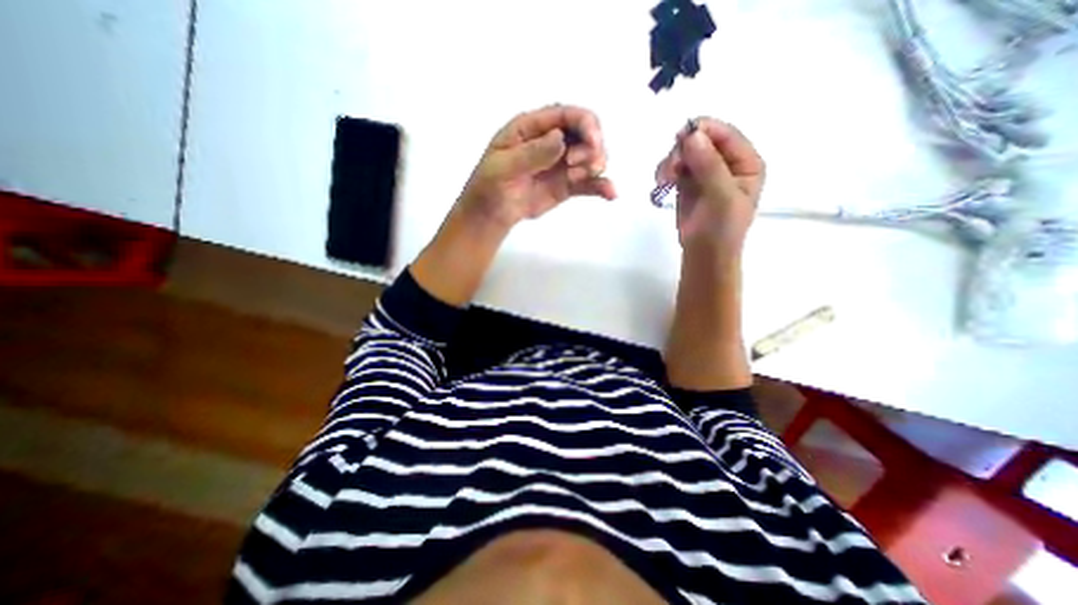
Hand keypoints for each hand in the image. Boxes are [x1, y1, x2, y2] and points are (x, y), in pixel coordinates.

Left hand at [456, 105, 618, 231]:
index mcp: (534, 127)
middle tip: (578, 166)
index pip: (567, 115)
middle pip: (587, 133)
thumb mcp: (503, 166)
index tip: (592, 142)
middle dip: (591, 146)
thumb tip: (560, 139)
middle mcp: (553, 141)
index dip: (585, 123)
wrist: (492, 213)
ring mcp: (562, 164)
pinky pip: (589, 183)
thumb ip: (531, 154)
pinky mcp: (568, 185)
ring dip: (595, 165)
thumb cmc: (490, 185)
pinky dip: (602, 186)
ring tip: (577, 179)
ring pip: (592, 156)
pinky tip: (611, 195)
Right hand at [656, 119, 765, 253]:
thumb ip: (709, 166)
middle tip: (669, 170)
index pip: (725, 135)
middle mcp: (726, 163)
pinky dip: (665, 172)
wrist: (704, 254)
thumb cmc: (721, 229)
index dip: (703, 130)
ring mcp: (705, 172)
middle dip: (682, 151)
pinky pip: (674, 167)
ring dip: (670, 162)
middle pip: (701, 140)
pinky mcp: (687, 183)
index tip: (679, 137)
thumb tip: (691, 135)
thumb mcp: (722, 197)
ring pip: (684, 153)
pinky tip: (661, 184)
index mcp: (745, 162)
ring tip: (663, 181)